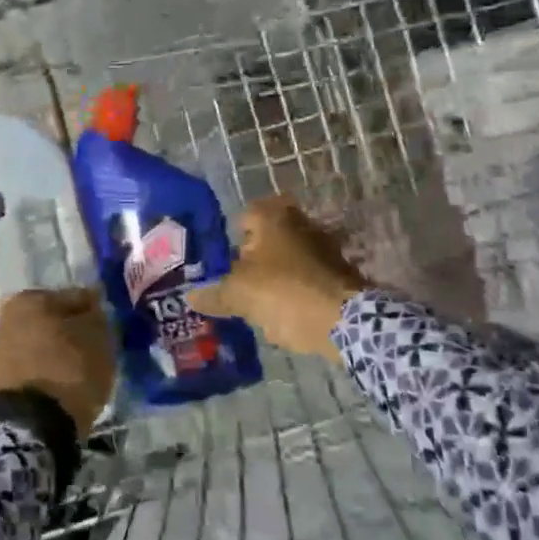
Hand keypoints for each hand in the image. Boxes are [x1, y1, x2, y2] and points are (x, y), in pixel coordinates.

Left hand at [0, 287, 116, 435]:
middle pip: (49, 319)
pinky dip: (39, 370)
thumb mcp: (98, 339)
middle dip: (68, 330)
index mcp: (32, 298)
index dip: (93, 312)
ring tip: (73, 370)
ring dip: (51, 350)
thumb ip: (97, 318)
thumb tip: (92, 312)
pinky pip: (24, 366)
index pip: (74, 298)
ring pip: (34, 342)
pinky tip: (55, 384)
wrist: (28, 424)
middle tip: (90, 347)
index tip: (106, 326)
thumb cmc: (69, 371)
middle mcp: (6, 315)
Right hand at [187, 198, 365, 358]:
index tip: (220, 266)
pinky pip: (305, 280)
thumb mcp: (239, 295)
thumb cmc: (284, 293)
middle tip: (234, 285)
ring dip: (272, 279)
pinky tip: (282, 315)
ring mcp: (324, 248)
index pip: (242, 218)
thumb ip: (213, 294)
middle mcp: (300, 223)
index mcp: (273, 216)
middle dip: (250, 262)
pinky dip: (294, 293)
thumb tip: (191, 296)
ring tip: (256, 304)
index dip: (228, 242)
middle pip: (265, 241)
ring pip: (285, 261)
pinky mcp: (339, 275)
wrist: (346, 323)